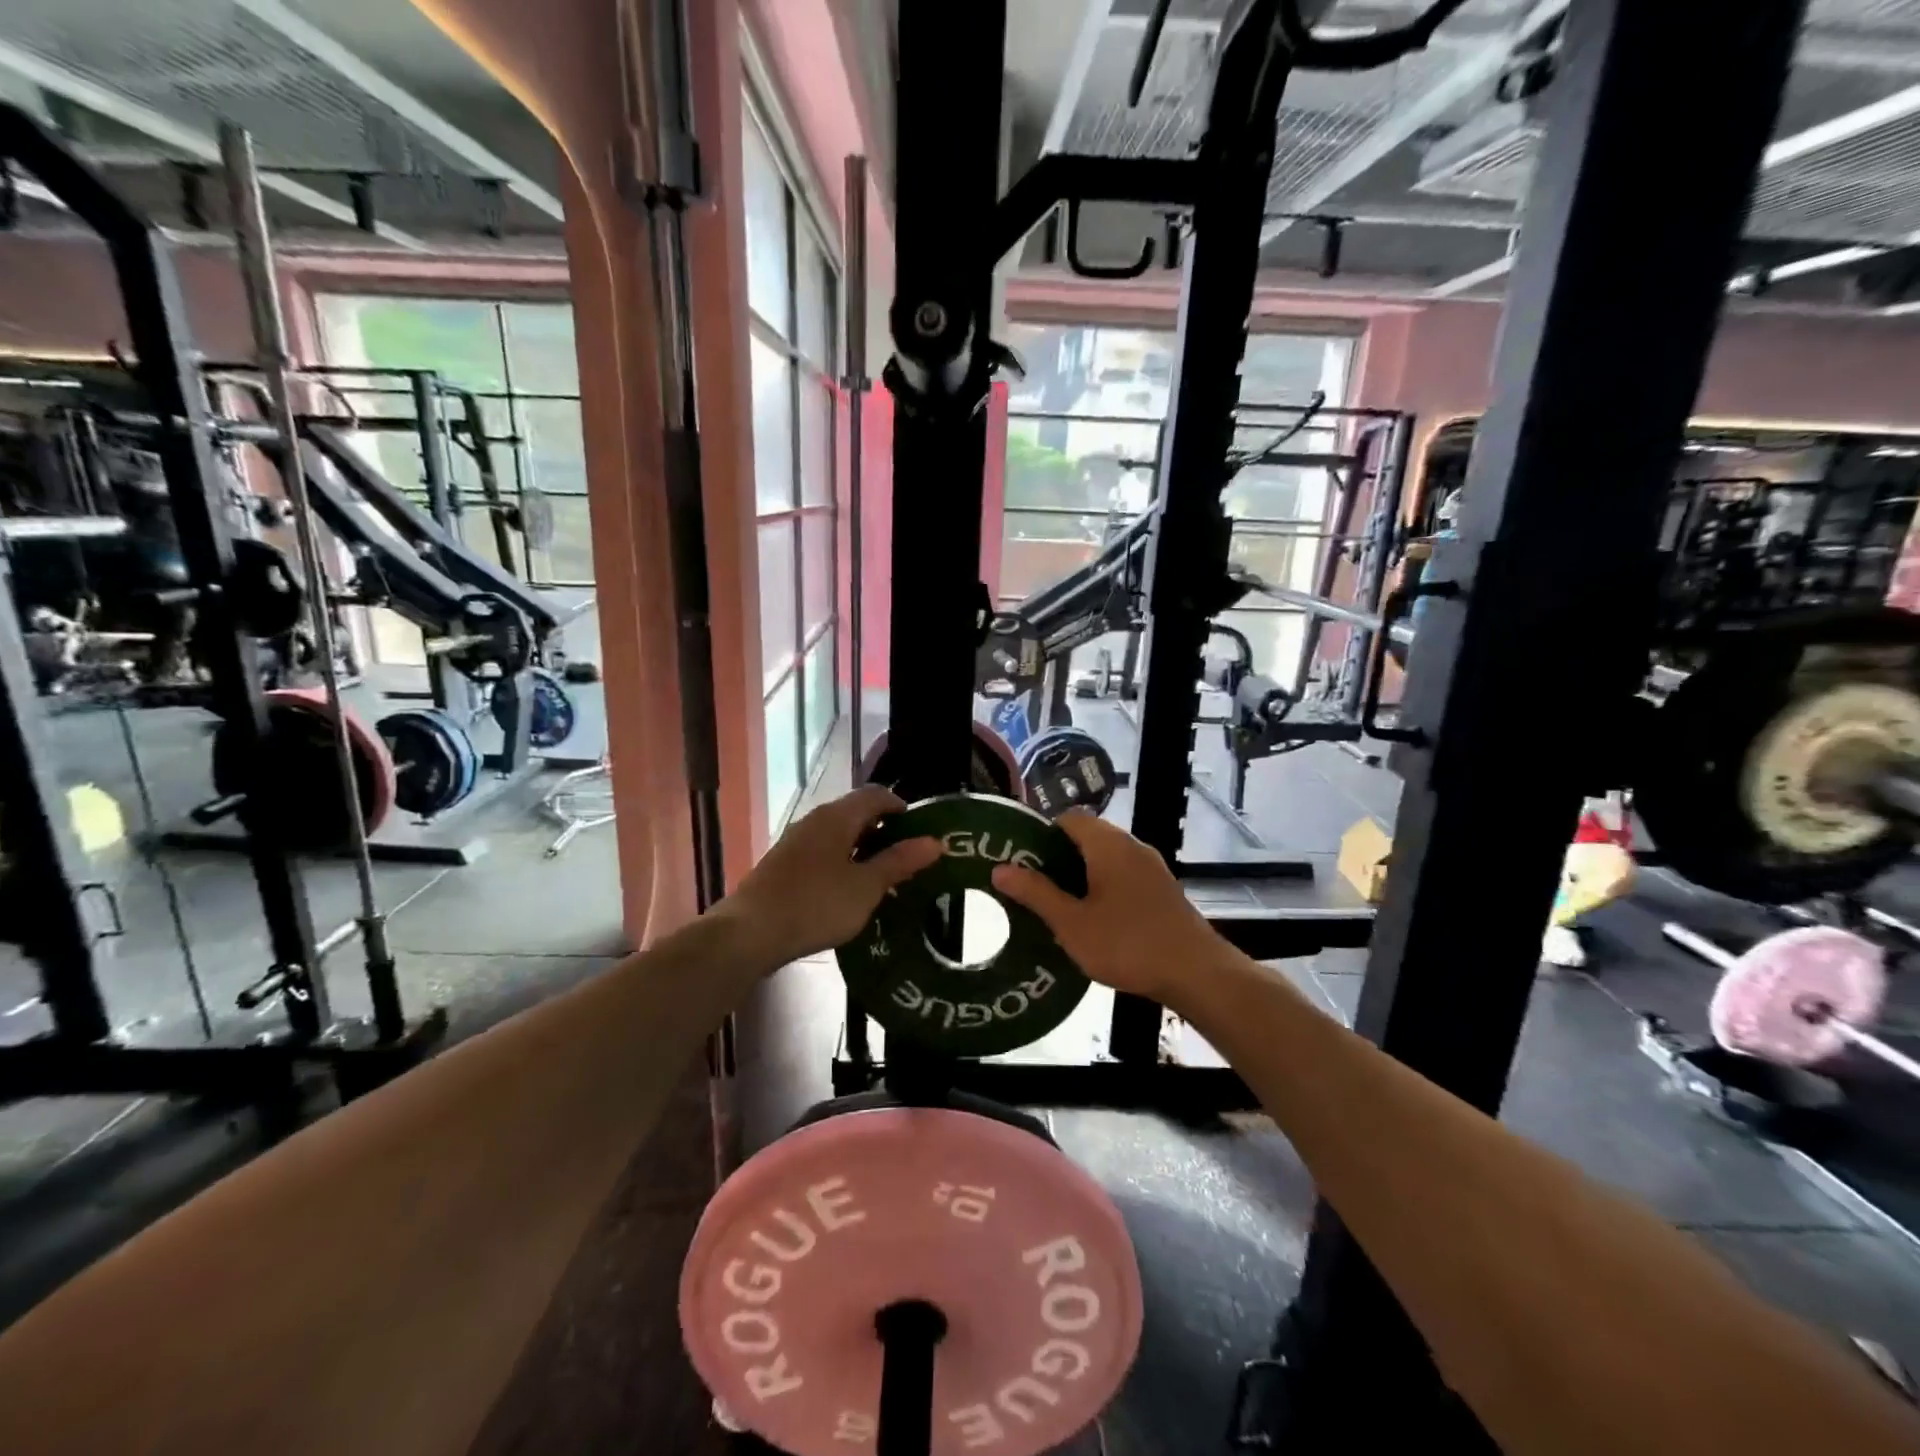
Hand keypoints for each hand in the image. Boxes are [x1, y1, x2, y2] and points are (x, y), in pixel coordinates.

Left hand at [719, 785, 940, 966]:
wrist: (749, 933)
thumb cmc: (815, 905)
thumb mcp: (866, 887)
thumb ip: (899, 862)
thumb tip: (935, 841)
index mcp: (837, 817)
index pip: (877, 795)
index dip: (902, 808)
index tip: (922, 832)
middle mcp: (815, 820)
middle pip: (857, 813)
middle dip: (885, 832)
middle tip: (908, 859)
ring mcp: (796, 842)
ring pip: (839, 835)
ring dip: (864, 850)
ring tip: (884, 878)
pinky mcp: (784, 864)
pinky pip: (823, 853)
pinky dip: (843, 863)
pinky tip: (850, 892)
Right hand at [992, 809, 1218, 1004]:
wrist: (1197, 974)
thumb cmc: (1128, 944)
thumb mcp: (1071, 923)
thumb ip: (1035, 893)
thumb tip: (1000, 868)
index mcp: (1108, 844)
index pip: (1068, 818)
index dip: (1041, 834)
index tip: (1021, 860)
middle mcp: (1131, 846)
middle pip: (1086, 837)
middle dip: (1057, 858)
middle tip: (1031, 887)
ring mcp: (1151, 868)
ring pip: (1105, 859)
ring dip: (1080, 875)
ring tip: (1055, 906)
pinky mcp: (1162, 890)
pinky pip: (1122, 876)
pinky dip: (1102, 887)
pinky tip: (1091, 920)